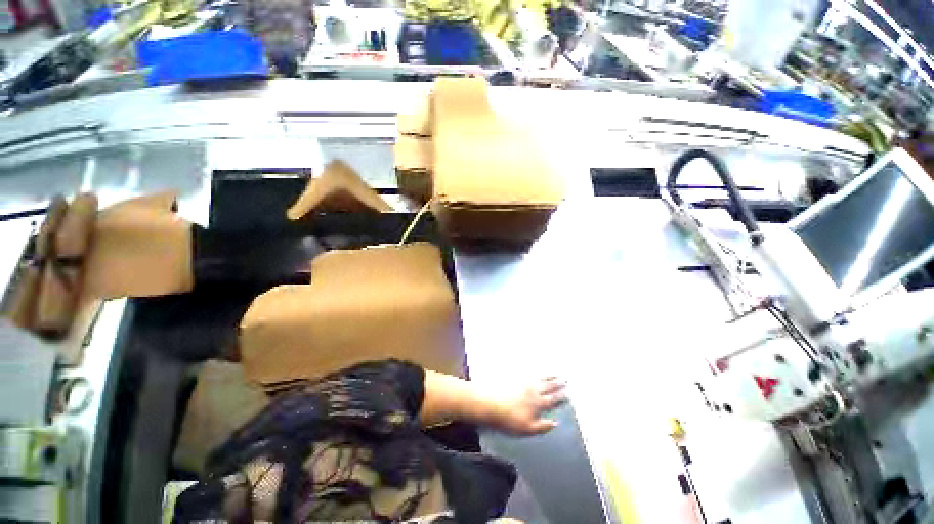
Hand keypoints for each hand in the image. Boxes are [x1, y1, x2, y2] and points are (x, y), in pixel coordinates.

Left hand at [488, 377, 566, 435]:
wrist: (489, 402)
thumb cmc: (508, 419)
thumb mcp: (527, 429)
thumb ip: (542, 426)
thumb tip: (556, 423)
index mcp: (537, 403)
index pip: (552, 400)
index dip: (561, 397)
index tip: (568, 393)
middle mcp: (533, 389)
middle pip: (548, 386)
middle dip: (557, 383)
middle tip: (565, 379)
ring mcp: (523, 381)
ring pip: (539, 378)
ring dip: (548, 376)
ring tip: (554, 373)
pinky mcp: (514, 376)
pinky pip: (528, 372)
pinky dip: (535, 371)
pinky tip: (535, 370)